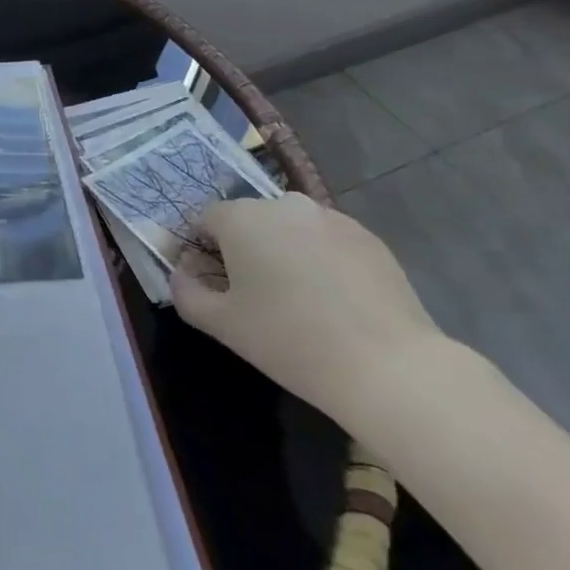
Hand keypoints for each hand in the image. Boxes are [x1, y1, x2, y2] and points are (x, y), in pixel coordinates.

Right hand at [170, 193, 449, 425]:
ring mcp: (330, 217)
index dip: (198, 248)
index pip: (205, 219)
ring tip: (293, 298)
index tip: (206, 282)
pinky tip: (330, 300)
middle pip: (248, 220)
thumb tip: (181, 276)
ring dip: (281, 251)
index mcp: (242, 218)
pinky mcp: (368, 237)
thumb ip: (186, 294)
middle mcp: (283, 204)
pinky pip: (326, 240)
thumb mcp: (222, 324)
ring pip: (289, 228)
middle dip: (241, 248)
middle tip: (249, 293)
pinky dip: (318, 260)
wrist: (387, 366)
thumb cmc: (289, 340)